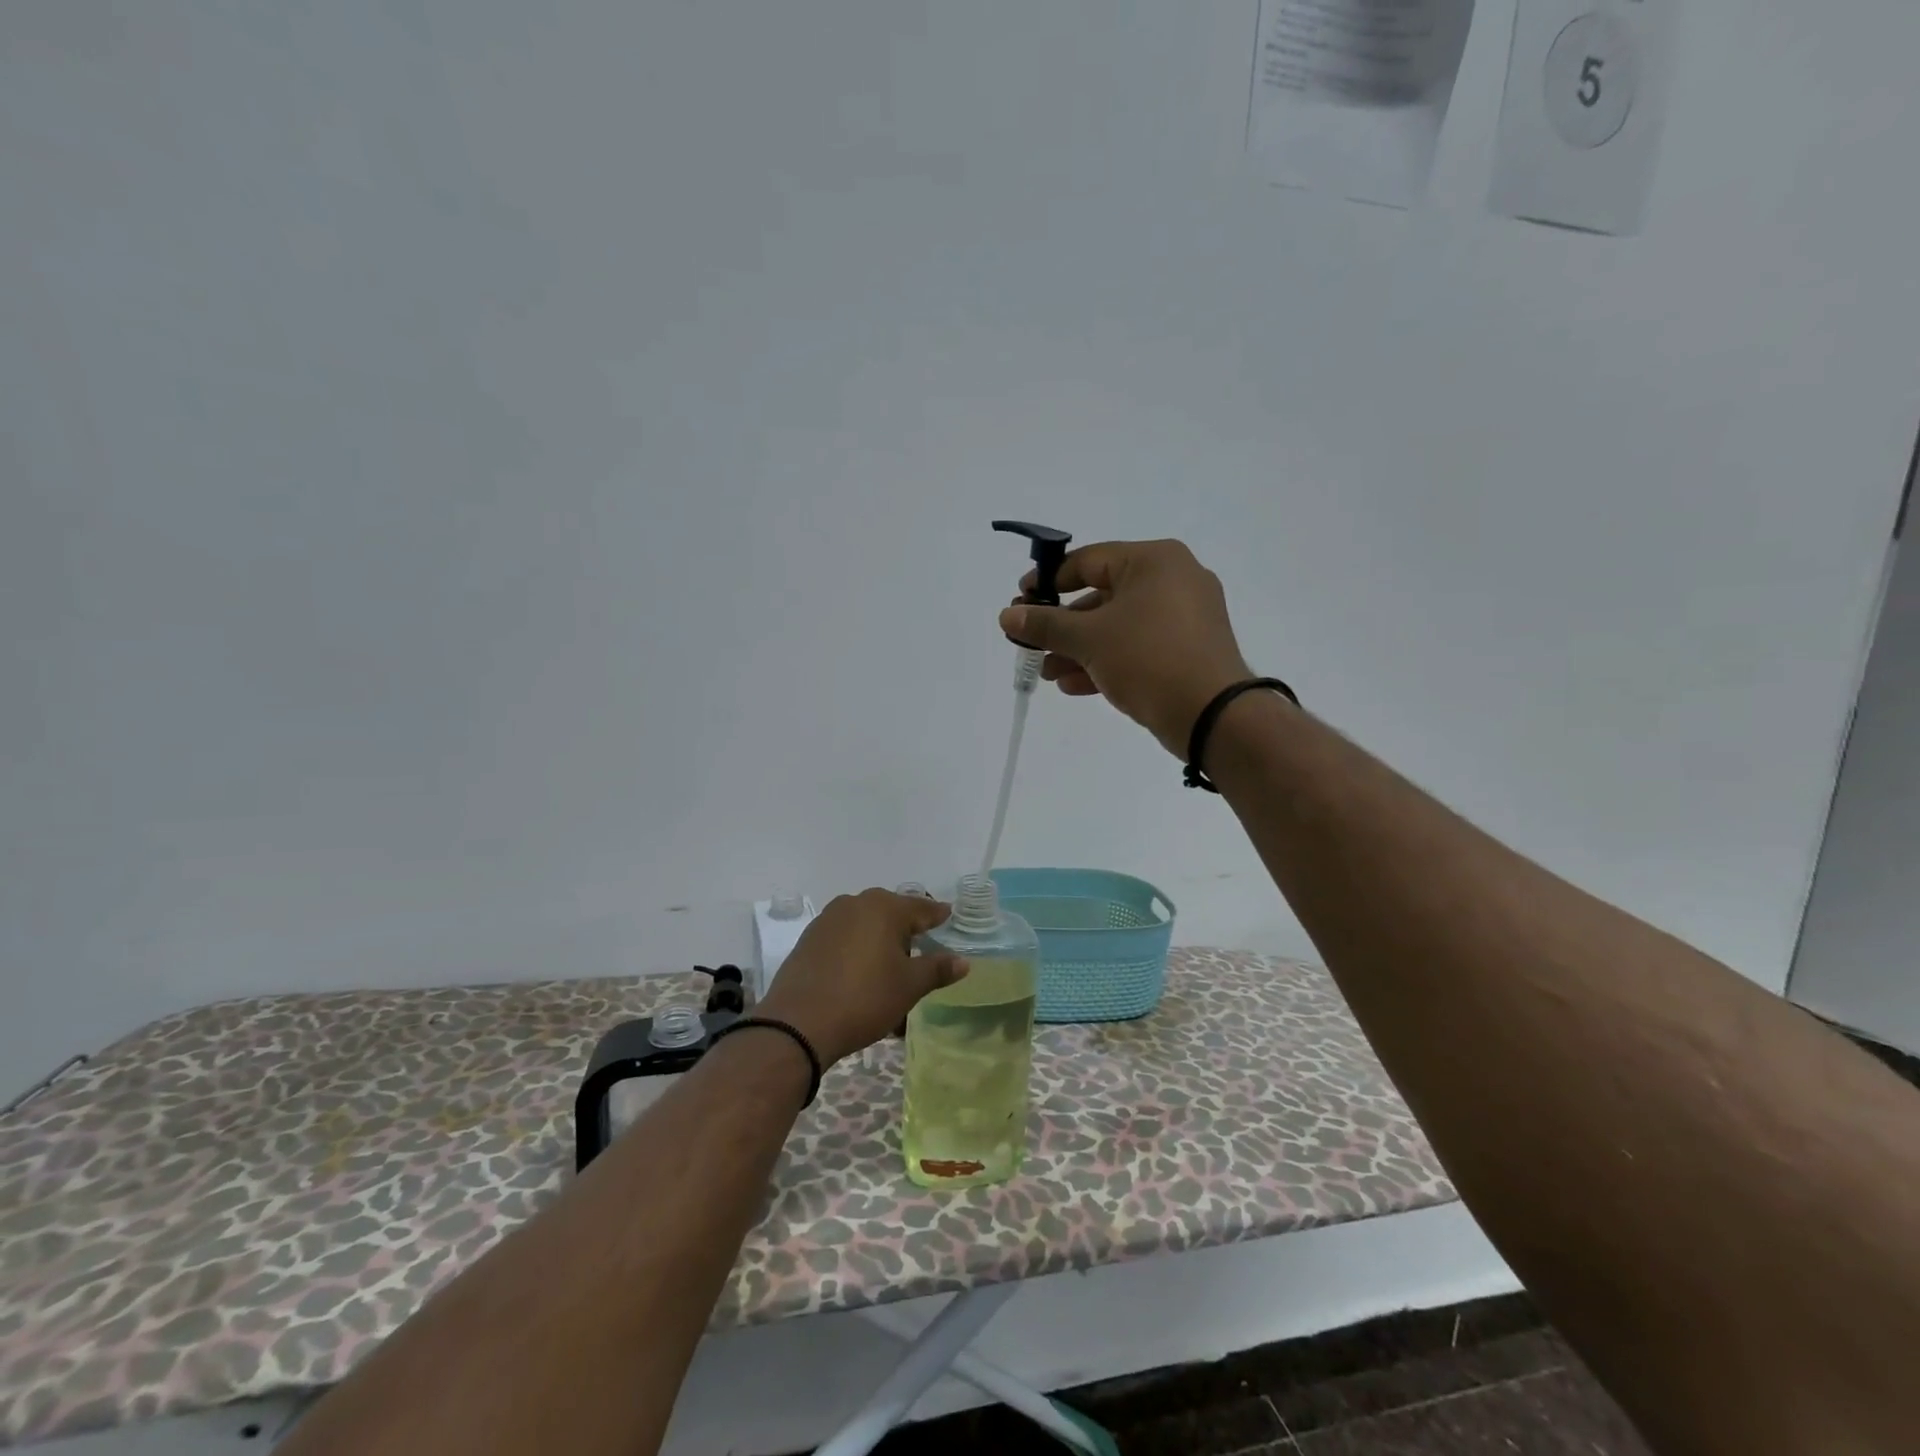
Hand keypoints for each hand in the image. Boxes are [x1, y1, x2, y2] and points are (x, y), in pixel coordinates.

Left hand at [755, 889, 966, 1066]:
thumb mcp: (909, 986)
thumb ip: (937, 968)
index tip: (948, 916)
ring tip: (891, 962)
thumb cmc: (864, 998)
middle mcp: (855, 904)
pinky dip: (857, 948)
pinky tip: (861, 970)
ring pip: (865, 923)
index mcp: (884, 908)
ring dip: (880, 938)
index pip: (920, 908)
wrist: (799, 1023)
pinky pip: (843, 937)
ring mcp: (828, 920)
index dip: (937, 915)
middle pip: (890, 911)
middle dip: (907, 926)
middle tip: (922, 942)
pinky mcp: (809, 939)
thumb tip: (963, 961)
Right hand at [999, 539, 1255, 757]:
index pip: (1088, 560)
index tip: (1021, 600)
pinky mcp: (1188, 650)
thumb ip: (1046, 625)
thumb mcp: (1089, 639)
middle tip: (1031, 643)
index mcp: (1154, 561)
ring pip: (1119, 626)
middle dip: (1063, 626)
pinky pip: (1138, 647)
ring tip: (1046, 673)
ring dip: (1079, 649)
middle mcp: (1174, 580)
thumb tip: (1008, 615)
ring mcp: (1185, 617)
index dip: (1049, 581)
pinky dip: (1107, 661)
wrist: (1212, 715)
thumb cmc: (1147, 658)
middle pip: (1102, 596)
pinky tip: (1073, 685)